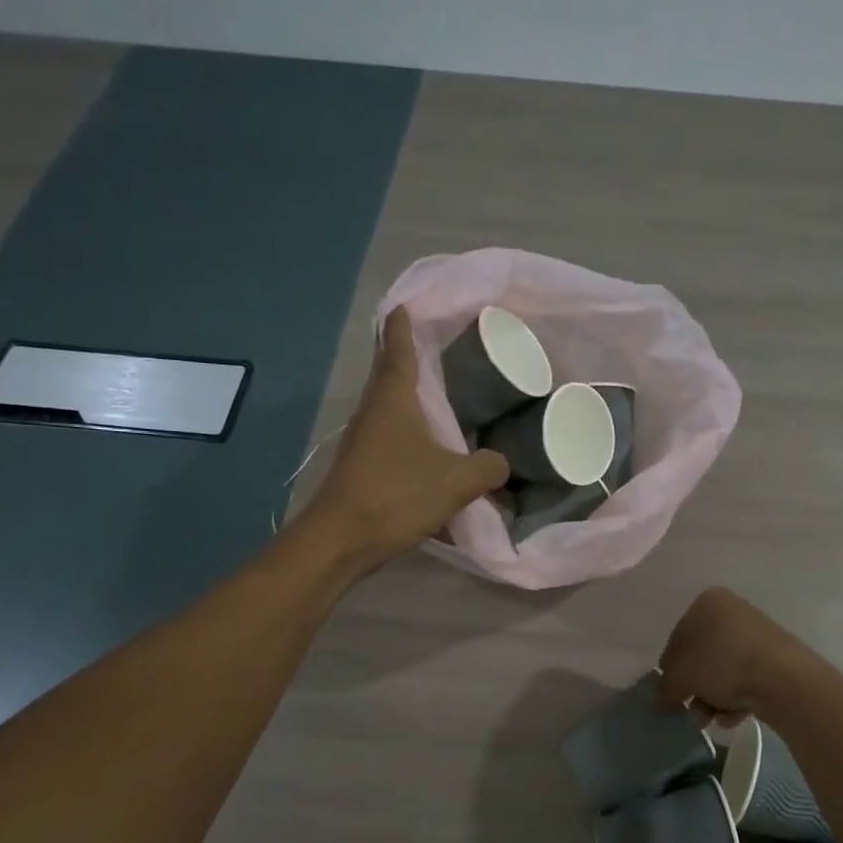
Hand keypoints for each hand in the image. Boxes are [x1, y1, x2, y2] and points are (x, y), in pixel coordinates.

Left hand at [305, 307, 509, 570]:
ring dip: (412, 398)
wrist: (341, 540)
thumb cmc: (396, 495)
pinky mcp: (363, 466)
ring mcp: (364, 439)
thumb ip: (487, 468)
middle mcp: (373, 411)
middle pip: (391, 373)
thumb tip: (501, 463)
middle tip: (440, 345)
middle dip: (409, 356)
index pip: (398, 347)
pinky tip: (433, 450)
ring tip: (443, 395)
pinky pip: (392, 438)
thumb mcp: (456, 481)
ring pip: (391, 408)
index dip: (404, 323)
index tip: (408, 303)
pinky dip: (411, 433)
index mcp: (393, 399)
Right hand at [655, 587, 824, 724]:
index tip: (668, 694)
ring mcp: (757, 635)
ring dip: (711, 699)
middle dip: (694, 689)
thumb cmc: (722, 664)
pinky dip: (735, 699)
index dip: (669, 668)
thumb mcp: (682, 675)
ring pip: (723, 671)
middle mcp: (733, 612)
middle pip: (702, 657)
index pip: (678, 637)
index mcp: (708, 602)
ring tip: (709, 720)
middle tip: (689, 711)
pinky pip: (746, 679)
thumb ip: (666, 686)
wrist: (783, 679)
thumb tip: (661, 697)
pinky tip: (732, 717)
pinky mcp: (776, 659)